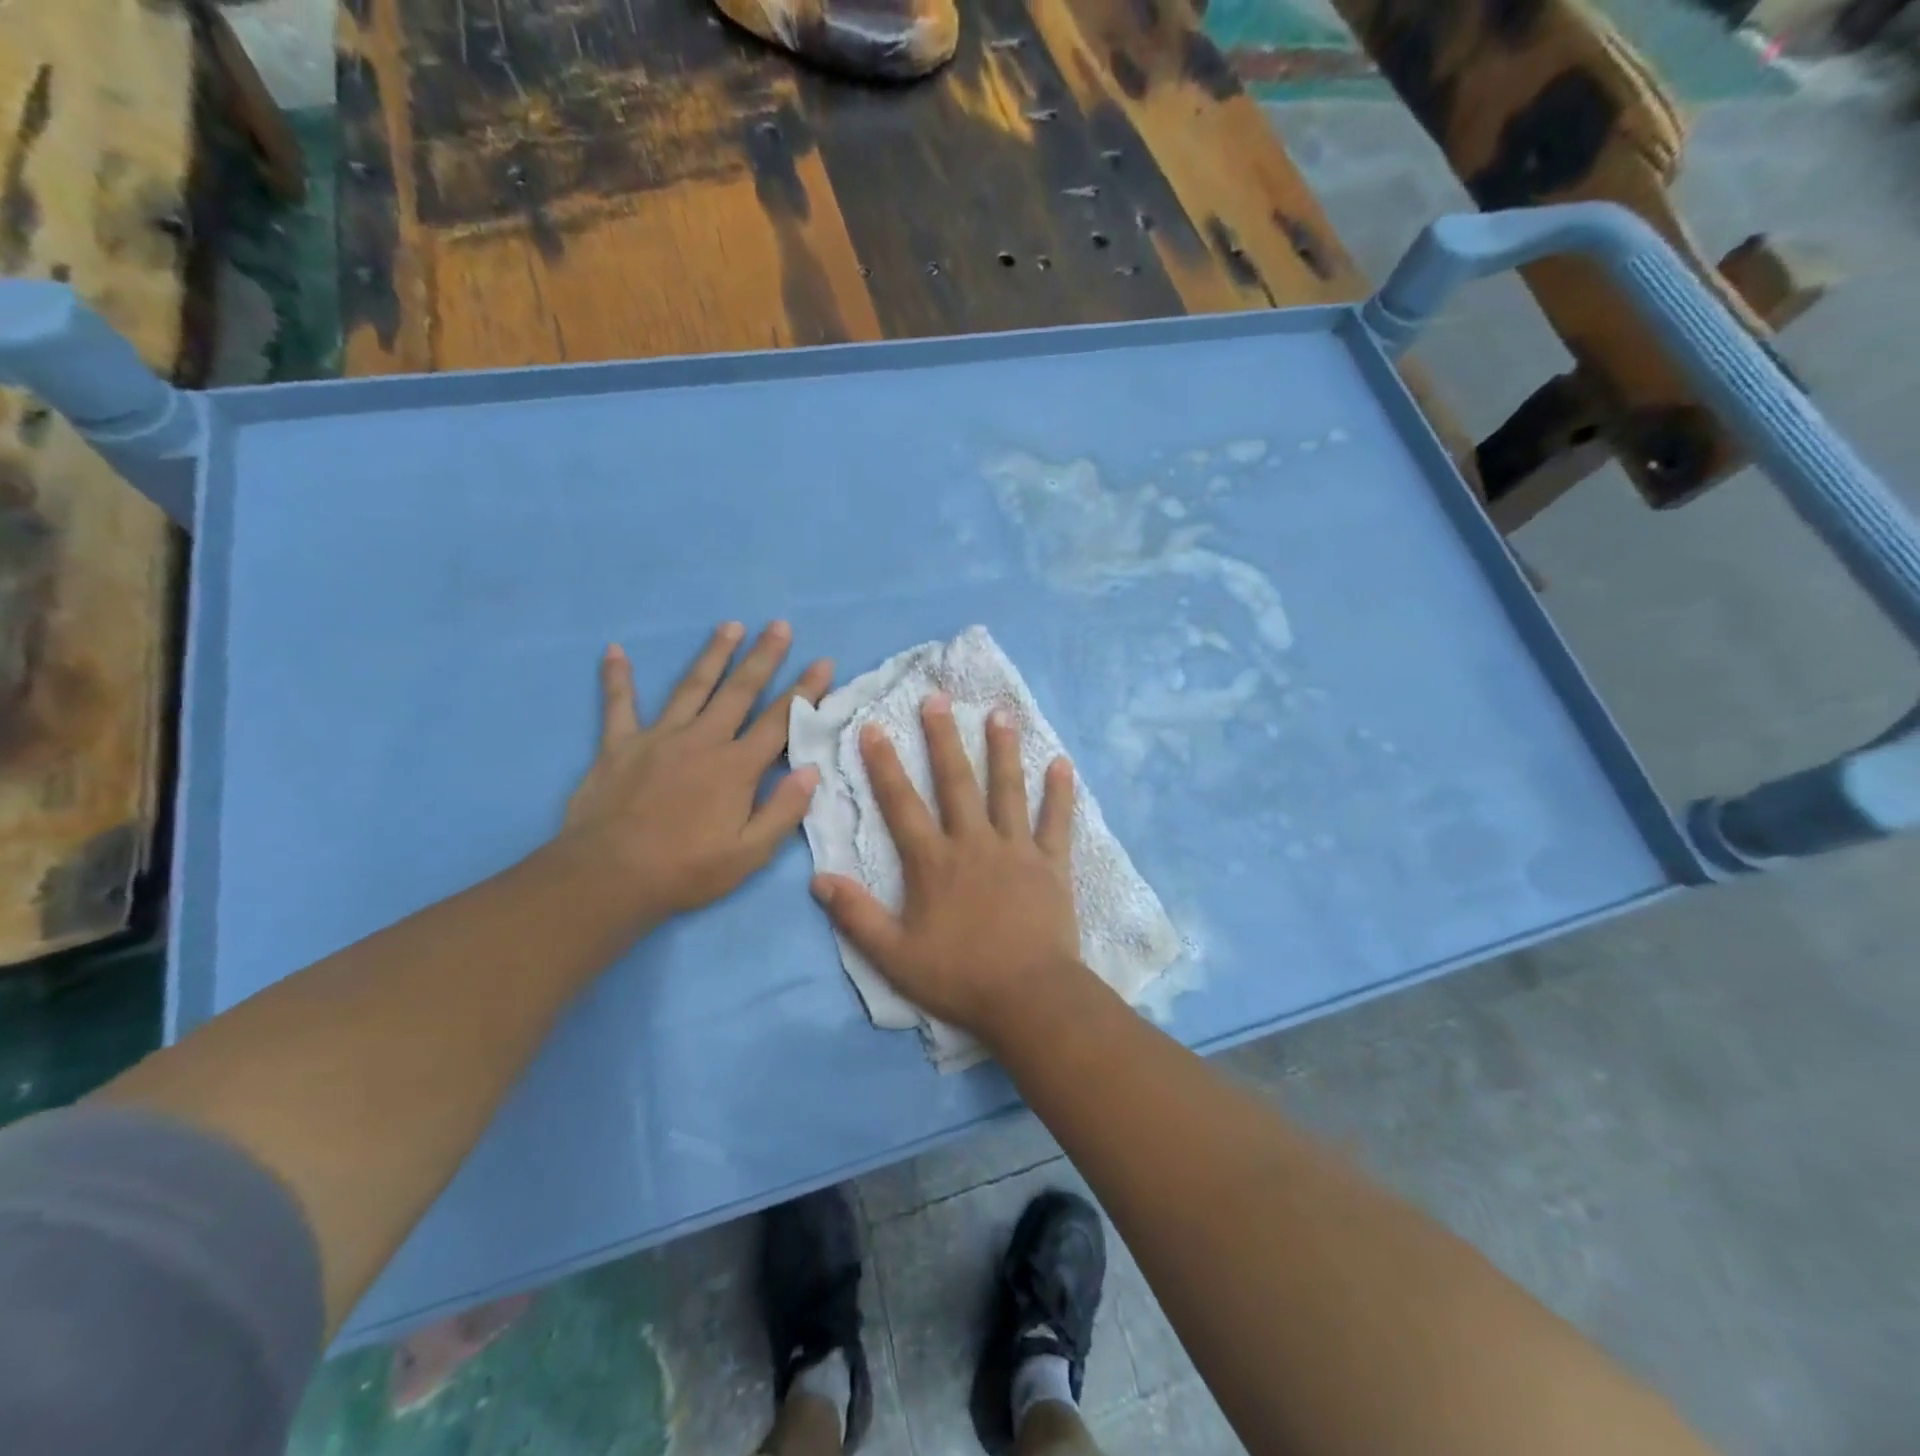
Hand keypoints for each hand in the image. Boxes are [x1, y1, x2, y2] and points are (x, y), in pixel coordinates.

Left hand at [561, 621, 832, 926]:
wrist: (609, 878)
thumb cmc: (686, 870)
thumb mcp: (749, 854)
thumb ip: (784, 810)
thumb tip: (811, 770)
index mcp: (737, 767)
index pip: (780, 720)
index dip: (805, 690)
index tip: (823, 662)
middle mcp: (703, 740)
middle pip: (740, 691)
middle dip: (764, 657)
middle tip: (779, 626)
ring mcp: (659, 738)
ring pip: (692, 687)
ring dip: (713, 655)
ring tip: (730, 626)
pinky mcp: (619, 745)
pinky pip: (618, 705)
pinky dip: (617, 678)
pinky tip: (614, 651)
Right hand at [811, 692, 1082, 1039]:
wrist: (1028, 997)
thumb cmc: (958, 977)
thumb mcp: (894, 956)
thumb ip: (856, 916)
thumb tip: (819, 879)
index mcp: (934, 863)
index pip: (902, 805)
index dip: (885, 765)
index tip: (874, 727)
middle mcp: (973, 843)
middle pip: (956, 782)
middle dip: (943, 738)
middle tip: (937, 698)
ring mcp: (1016, 849)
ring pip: (1007, 790)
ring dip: (1002, 750)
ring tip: (999, 714)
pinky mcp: (1051, 864)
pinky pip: (1056, 821)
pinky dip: (1059, 792)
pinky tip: (1062, 763)